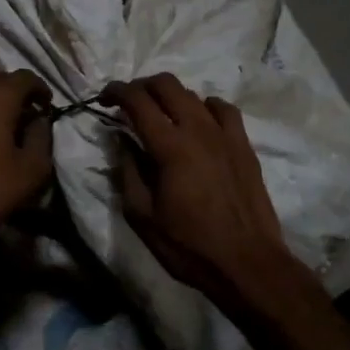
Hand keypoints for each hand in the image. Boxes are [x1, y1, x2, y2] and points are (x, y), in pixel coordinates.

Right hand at [104, 74, 301, 309]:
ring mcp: (225, 135)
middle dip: (141, 86)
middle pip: (167, 85)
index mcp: (170, 147)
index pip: (138, 101)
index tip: (103, 99)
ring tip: (160, 114)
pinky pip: (224, 110)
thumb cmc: (188, 246)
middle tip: (127, 102)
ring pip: (194, 94)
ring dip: (170, 96)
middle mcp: (198, 130)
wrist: (247, 263)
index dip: (116, 92)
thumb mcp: (142, 216)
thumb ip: (128, 172)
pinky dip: (205, 106)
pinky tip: (199, 121)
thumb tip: (121, 141)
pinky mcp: (244, 146)